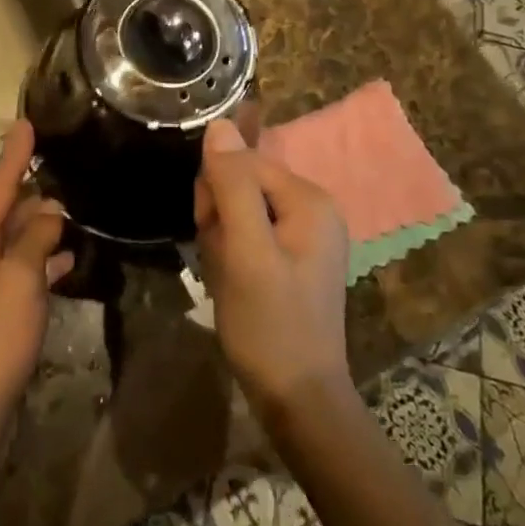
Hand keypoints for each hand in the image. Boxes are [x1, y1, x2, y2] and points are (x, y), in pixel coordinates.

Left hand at [0, 121, 72, 437]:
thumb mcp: (18, 281)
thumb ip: (36, 240)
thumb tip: (49, 212)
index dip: (14, 155)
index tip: (26, 123)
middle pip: (3, 213)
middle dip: (31, 193)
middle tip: (63, 169)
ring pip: (12, 245)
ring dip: (40, 229)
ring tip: (72, 212)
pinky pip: (17, 275)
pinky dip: (40, 264)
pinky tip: (67, 262)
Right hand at [194, 120, 350, 421]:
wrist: (298, 401)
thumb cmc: (271, 325)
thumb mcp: (245, 251)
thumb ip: (232, 185)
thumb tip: (218, 124)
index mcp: (309, 199)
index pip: (243, 162)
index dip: (216, 191)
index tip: (211, 232)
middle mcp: (312, 207)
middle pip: (242, 183)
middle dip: (219, 215)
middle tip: (222, 259)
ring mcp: (304, 234)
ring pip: (239, 209)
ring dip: (221, 237)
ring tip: (227, 276)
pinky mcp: (291, 257)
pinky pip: (248, 233)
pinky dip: (231, 253)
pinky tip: (233, 282)